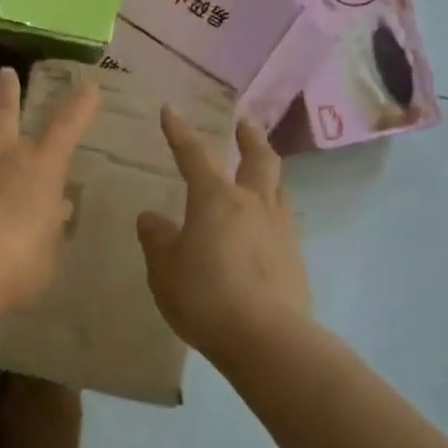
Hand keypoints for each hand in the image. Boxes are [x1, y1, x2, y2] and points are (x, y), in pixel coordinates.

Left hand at [0, 66, 99, 313]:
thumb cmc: (20, 263)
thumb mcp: (49, 248)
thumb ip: (52, 224)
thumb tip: (58, 207)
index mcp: (41, 167)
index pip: (66, 126)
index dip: (79, 105)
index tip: (88, 87)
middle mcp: (2, 154)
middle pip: (5, 111)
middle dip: (7, 90)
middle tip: (5, 73)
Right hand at [137, 111, 311, 357]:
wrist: (266, 338)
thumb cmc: (204, 295)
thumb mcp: (164, 269)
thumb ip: (157, 239)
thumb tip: (152, 217)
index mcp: (215, 199)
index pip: (194, 155)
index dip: (179, 132)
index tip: (170, 110)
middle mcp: (253, 203)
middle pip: (258, 158)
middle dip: (249, 137)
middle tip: (244, 123)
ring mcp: (280, 229)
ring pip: (277, 187)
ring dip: (267, 171)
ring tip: (258, 171)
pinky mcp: (295, 256)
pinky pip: (282, 220)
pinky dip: (271, 210)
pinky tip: (262, 227)